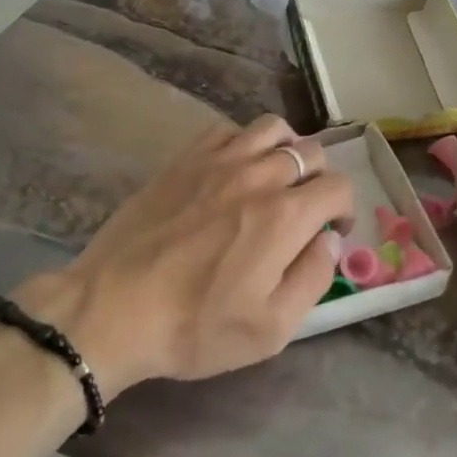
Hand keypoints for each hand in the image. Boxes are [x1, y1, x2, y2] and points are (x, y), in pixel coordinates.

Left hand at [16, 115, 352, 396]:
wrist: (111, 310)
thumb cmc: (194, 327)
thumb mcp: (270, 329)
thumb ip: (313, 279)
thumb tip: (329, 240)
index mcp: (285, 216)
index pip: (338, 187)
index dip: (345, 209)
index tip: (331, 232)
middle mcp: (258, 176)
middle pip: (312, 152)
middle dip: (321, 179)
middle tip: (306, 210)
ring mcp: (218, 162)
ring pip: (273, 128)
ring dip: (287, 149)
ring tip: (277, 178)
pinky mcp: (184, 160)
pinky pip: (228, 130)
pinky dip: (244, 142)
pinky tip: (236, 168)